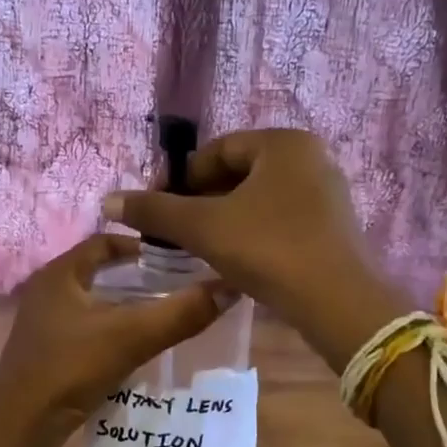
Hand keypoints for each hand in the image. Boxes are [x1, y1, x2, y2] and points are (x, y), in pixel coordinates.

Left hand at [0, 234, 229, 438]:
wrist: (18, 429)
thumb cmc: (69, 369)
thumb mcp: (131, 336)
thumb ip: (181, 312)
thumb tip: (229, 286)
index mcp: (60, 274)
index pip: (104, 242)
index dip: (141, 246)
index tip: (178, 258)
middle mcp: (49, 292)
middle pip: (101, 272)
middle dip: (139, 277)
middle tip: (180, 285)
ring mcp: (45, 324)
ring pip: (95, 303)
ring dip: (127, 306)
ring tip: (168, 314)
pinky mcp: (48, 353)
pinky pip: (88, 330)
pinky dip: (114, 331)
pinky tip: (140, 347)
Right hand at [102, 129, 401, 368]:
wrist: (338, 303)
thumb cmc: (268, 249)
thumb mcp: (204, 227)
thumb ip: (155, 211)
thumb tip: (109, 200)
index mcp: (283, 143)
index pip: (217, 150)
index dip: (180, 177)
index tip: (156, 206)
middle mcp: (310, 158)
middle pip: (238, 172)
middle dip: (201, 199)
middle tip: (174, 230)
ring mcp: (326, 192)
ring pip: (258, 197)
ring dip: (223, 217)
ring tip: (197, 245)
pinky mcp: (333, 225)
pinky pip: (280, 217)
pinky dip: (251, 230)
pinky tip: (233, 257)